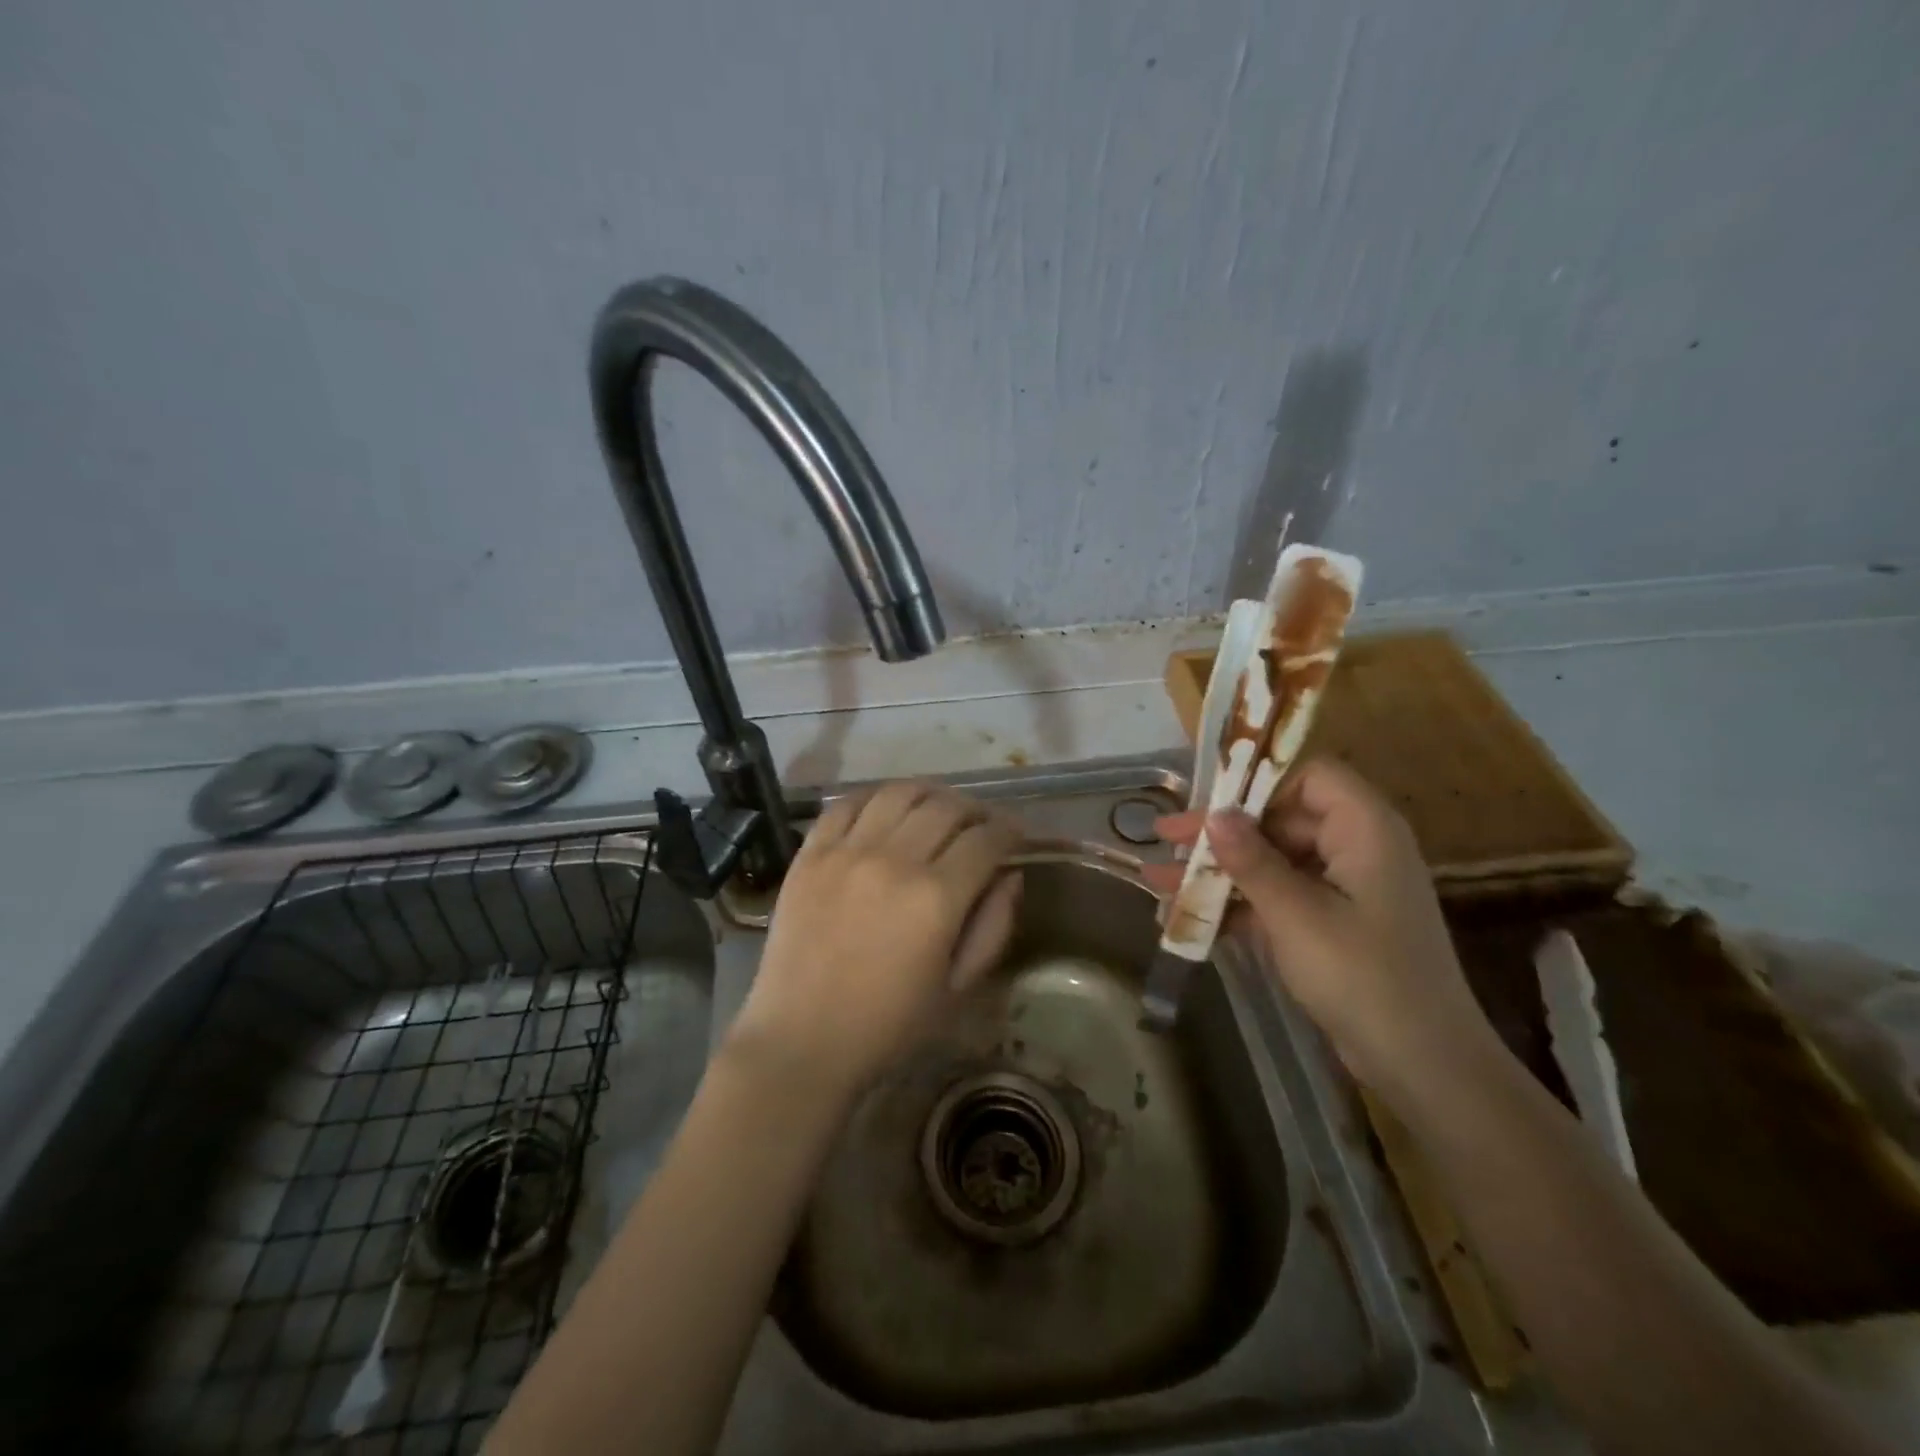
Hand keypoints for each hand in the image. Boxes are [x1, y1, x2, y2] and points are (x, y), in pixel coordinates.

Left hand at [724, 782, 1022, 1097]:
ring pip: (899, 793)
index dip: (1010, 830)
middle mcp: (894, 860)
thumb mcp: (958, 988)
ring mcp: (847, 851)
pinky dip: (874, 798)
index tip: (1016, 835)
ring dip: (929, 794)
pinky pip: (846, 803)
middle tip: (981, 825)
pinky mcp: (810, 853)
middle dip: (975, 810)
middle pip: (946, 807)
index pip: (986, 839)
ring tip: (937, 809)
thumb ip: (993, 926)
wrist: (802, 1041)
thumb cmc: (889, 1025)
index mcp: (936, 898)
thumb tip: (1010, 874)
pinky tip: (885, 811)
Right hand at [1146, 758, 1493, 1092]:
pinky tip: (1188, 917)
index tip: (1209, 800)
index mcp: (1364, 829)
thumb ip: (1252, 861)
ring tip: (1160, 881)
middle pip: (1281, 819)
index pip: (1311, 776)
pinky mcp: (1331, 924)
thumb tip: (1215, 815)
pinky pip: (1278, 897)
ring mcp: (1343, 888)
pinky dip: (1238, 904)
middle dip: (1221, 832)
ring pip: (1272, 861)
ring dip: (1220, 871)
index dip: (1259, 782)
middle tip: (1166, 839)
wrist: (1422, 1065)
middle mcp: (1356, 848)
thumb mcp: (1296, 914)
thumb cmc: (1363, 976)